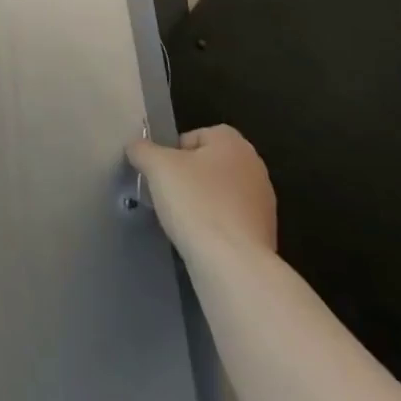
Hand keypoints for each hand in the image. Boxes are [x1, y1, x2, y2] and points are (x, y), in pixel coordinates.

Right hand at [127, 124, 276, 259]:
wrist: (233, 266)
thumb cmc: (196, 203)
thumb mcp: (156, 166)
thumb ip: (142, 149)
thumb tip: (136, 148)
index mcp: (233, 143)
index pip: (196, 135)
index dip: (174, 151)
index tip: (161, 173)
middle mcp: (254, 167)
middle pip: (209, 164)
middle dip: (188, 178)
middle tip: (167, 194)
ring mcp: (263, 204)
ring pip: (220, 194)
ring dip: (201, 203)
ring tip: (181, 221)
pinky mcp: (264, 236)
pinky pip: (230, 222)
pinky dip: (214, 227)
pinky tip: (199, 241)